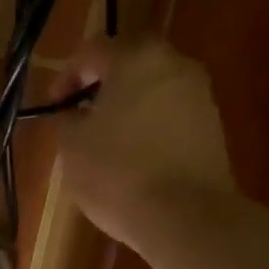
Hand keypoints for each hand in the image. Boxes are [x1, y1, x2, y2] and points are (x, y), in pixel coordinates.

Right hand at [56, 37, 237, 254]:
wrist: (189, 217)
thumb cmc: (119, 172)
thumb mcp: (72, 145)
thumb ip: (68, 118)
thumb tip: (75, 114)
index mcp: (136, 57)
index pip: (92, 50)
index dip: (66, 76)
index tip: (54, 106)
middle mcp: (175, 64)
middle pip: (129, 63)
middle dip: (101, 86)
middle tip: (80, 115)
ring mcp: (200, 95)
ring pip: (153, 88)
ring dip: (127, 105)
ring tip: (105, 139)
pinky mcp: (214, 126)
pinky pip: (171, 113)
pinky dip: (149, 124)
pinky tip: (134, 155)